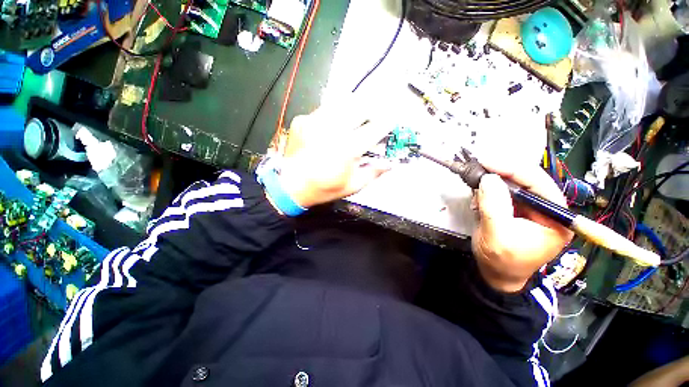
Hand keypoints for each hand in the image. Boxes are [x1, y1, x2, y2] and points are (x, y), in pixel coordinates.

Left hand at [276, 102, 391, 208]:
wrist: (289, 186)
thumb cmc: (324, 189)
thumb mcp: (352, 186)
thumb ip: (374, 172)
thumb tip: (390, 163)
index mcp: (347, 148)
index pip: (375, 127)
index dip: (388, 121)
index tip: (393, 119)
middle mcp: (332, 129)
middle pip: (361, 105)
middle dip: (373, 109)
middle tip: (374, 117)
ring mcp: (315, 121)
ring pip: (342, 101)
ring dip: (355, 107)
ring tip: (357, 117)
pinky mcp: (303, 119)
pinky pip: (325, 109)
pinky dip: (336, 113)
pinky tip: (334, 125)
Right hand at [472, 159, 573, 292]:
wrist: (497, 274)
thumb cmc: (501, 260)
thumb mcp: (496, 235)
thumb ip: (494, 206)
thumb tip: (488, 178)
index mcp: (556, 218)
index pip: (539, 183)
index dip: (513, 169)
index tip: (486, 161)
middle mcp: (549, 209)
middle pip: (528, 180)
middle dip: (501, 175)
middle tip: (478, 170)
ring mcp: (533, 208)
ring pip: (514, 184)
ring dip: (493, 185)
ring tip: (477, 193)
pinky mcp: (518, 209)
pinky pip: (504, 193)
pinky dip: (489, 192)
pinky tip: (479, 201)